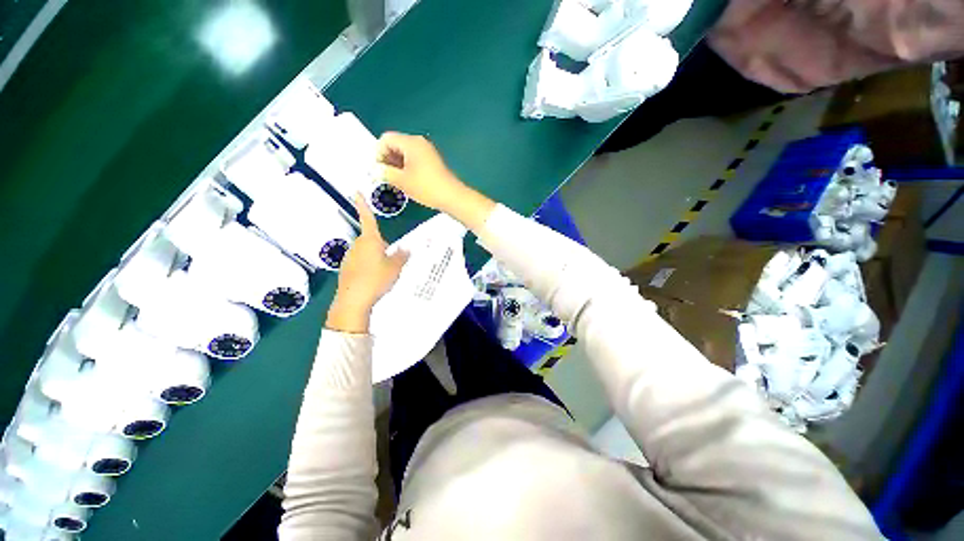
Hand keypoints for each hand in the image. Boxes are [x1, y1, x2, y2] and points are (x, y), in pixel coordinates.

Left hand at [326, 196, 408, 333]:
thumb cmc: (376, 279)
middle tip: (392, 261)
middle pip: (372, 240)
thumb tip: (406, 249)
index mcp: (370, 241)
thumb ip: (402, 256)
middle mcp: (358, 245)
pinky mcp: (346, 268)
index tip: (356, 192)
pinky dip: (368, 267)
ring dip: (376, 258)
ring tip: (383, 273)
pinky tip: (373, 279)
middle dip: (382, 246)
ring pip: (367, 252)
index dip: (363, 205)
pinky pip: (361, 262)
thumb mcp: (395, 267)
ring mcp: (350, 257)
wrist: (353, 300)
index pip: (368, 219)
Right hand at [376, 132, 463, 211]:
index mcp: (411, 143)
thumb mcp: (402, 181)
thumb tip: (375, 170)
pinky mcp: (432, 161)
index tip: (379, 170)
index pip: (386, 139)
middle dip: (387, 159)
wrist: (452, 197)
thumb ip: (385, 172)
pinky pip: (414, 159)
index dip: (378, 153)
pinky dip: (406, 167)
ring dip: (396, 164)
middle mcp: (419, 143)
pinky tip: (406, 181)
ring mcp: (427, 151)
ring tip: (395, 181)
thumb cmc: (426, 187)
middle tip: (385, 176)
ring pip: (404, 153)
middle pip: (395, 144)